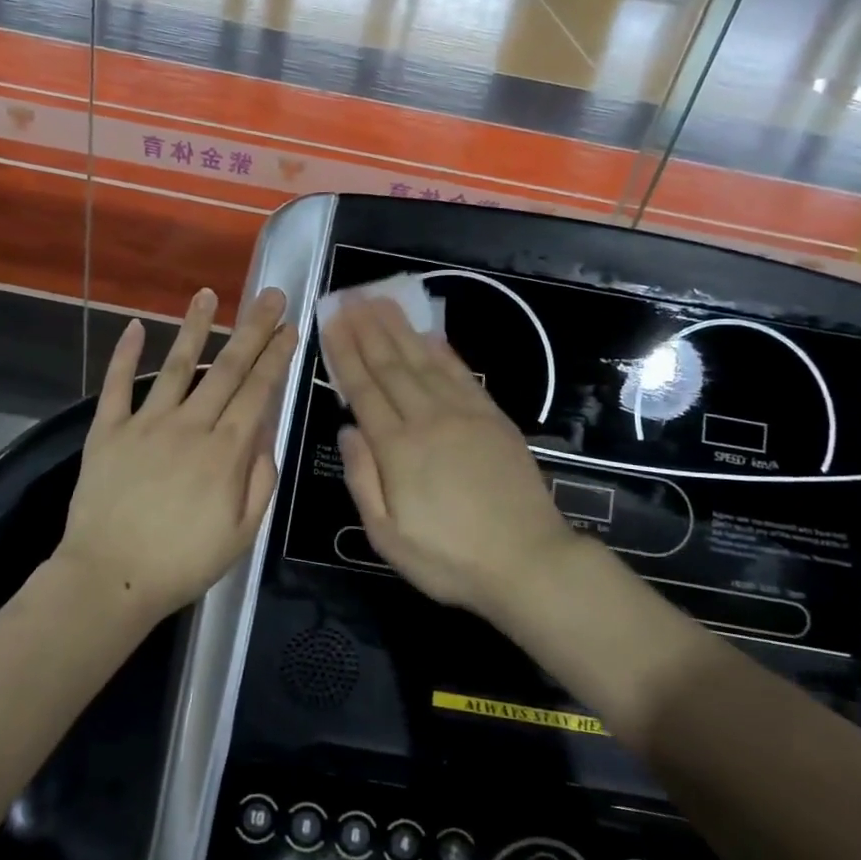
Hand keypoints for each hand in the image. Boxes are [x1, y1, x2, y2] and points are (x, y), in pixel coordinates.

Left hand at [56, 286, 297, 622]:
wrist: (110, 579)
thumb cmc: (183, 563)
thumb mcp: (243, 533)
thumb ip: (260, 479)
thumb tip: (266, 432)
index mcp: (226, 451)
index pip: (258, 391)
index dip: (276, 356)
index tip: (289, 327)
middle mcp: (190, 425)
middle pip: (227, 368)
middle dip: (251, 328)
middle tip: (268, 294)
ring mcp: (146, 423)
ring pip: (177, 365)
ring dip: (194, 327)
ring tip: (208, 294)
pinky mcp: (108, 431)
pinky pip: (117, 385)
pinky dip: (125, 354)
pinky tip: (135, 326)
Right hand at [320, 294, 588, 620]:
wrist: (528, 563)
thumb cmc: (449, 559)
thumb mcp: (387, 536)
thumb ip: (363, 479)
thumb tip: (346, 429)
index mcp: (397, 449)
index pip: (363, 389)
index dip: (344, 352)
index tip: (331, 320)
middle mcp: (427, 420)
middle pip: (390, 365)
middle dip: (367, 328)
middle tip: (349, 296)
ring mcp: (464, 415)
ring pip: (423, 361)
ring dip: (399, 329)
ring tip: (380, 301)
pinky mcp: (493, 418)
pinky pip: (461, 374)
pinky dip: (442, 350)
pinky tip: (428, 334)